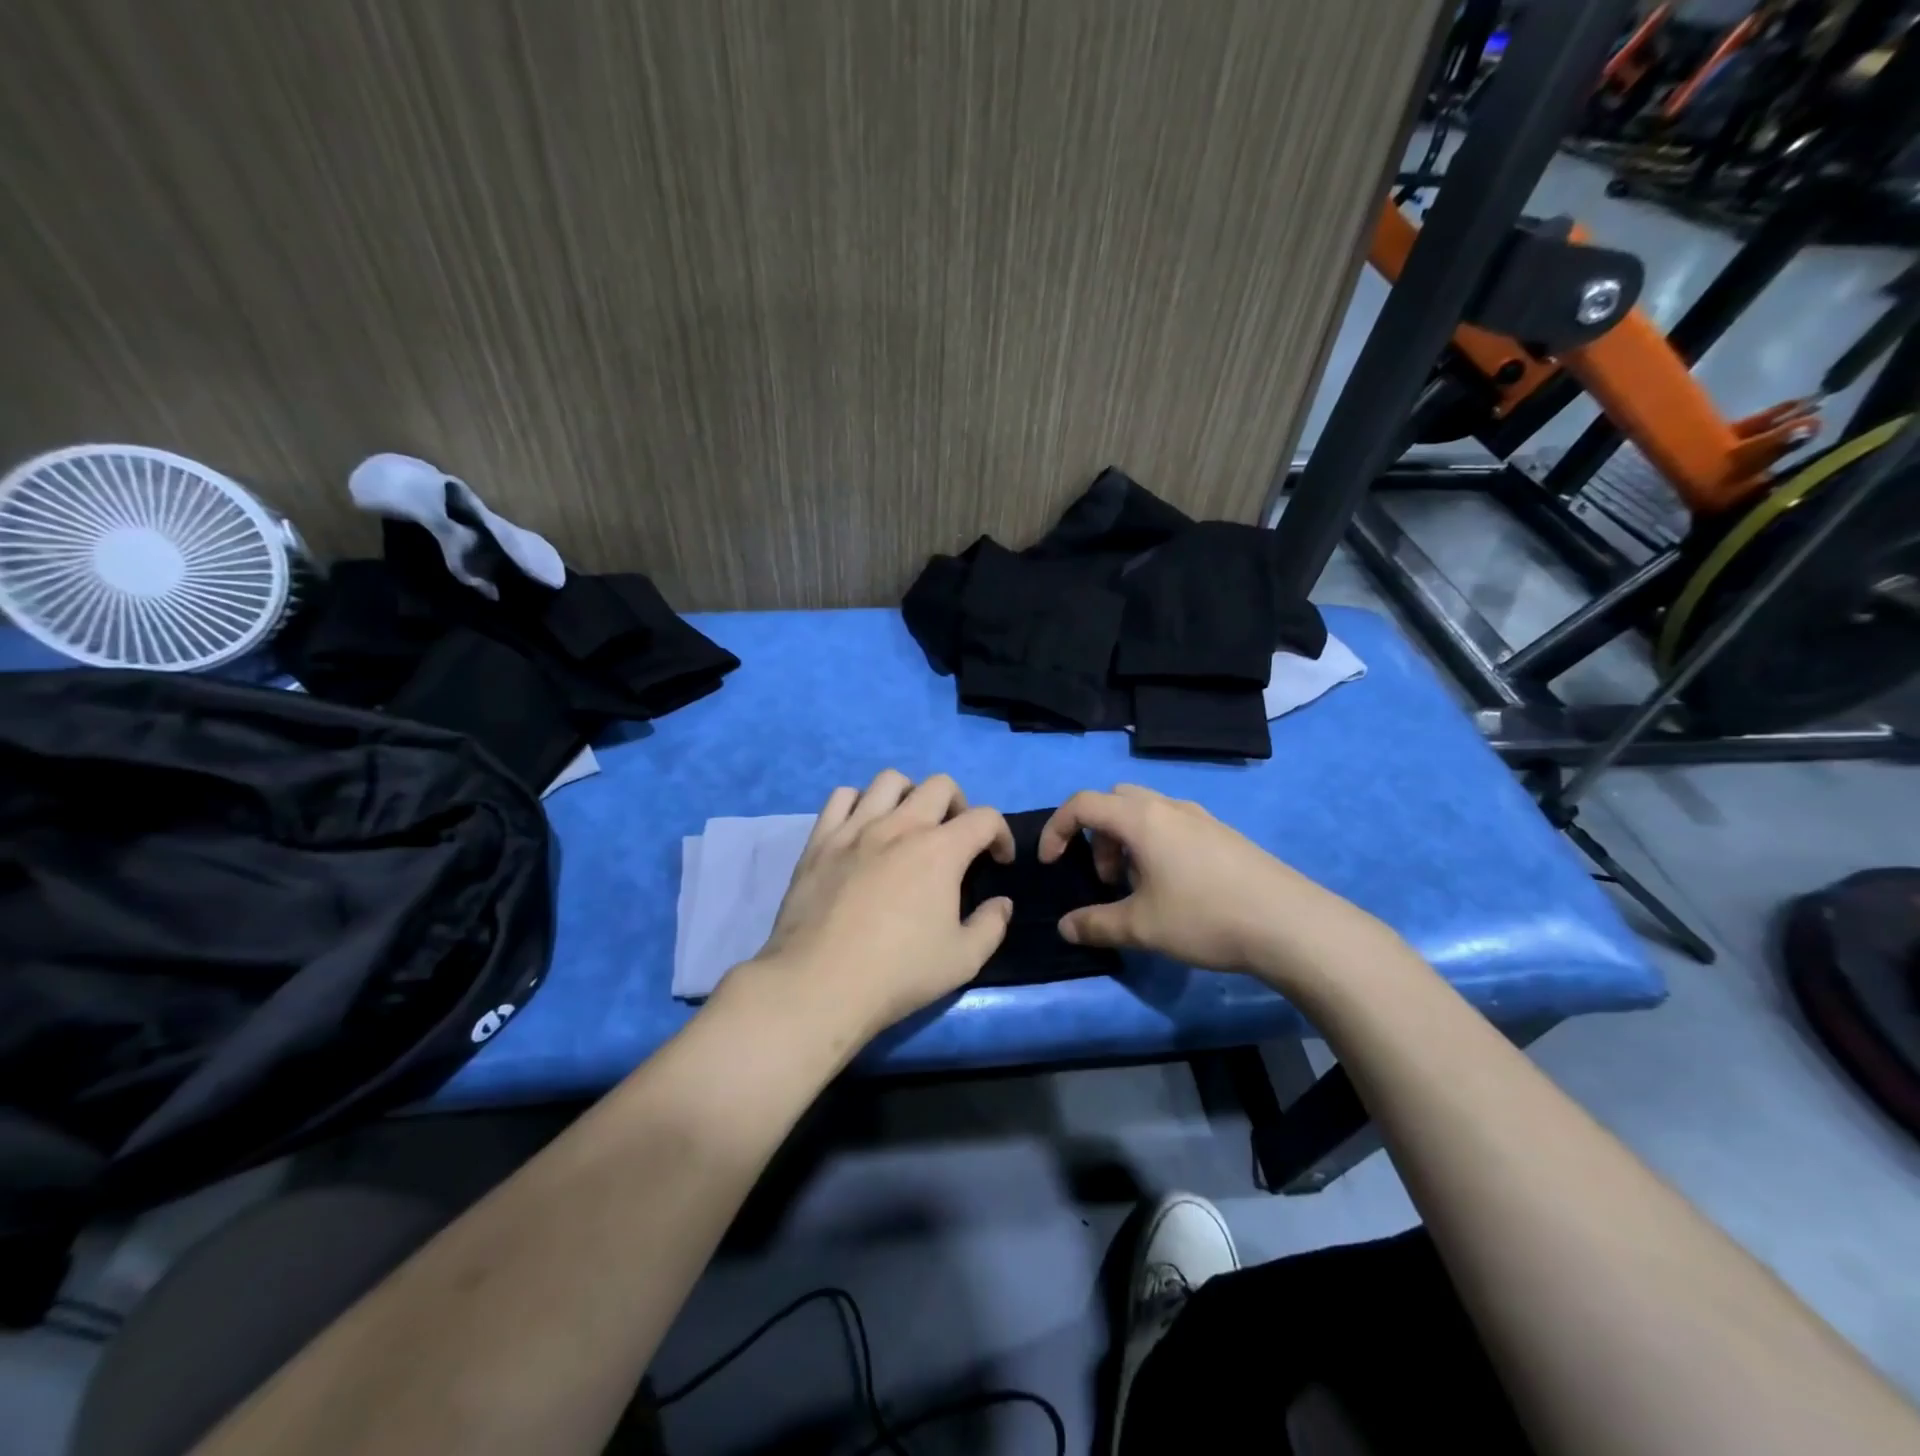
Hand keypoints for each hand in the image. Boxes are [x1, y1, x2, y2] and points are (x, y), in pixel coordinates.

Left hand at [747, 770, 1015, 1040]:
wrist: (820, 983)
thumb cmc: (898, 973)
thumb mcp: (963, 960)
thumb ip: (991, 926)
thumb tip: (1002, 903)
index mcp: (940, 850)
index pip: (985, 818)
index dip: (1001, 835)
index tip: (998, 861)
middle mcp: (900, 826)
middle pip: (940, 786)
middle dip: (959, 805)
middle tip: (956, 838)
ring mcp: (856, 828)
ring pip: (889, 780)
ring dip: (910, 795)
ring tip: (909, 824)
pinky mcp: (821, 840)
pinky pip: (842, 797)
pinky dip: (859, 803)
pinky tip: (863, 828)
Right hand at [1038, 784, 1392, 988]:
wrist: (1291, 925)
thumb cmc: (1205, 918)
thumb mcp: (1141, 927)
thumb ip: (1095, 924)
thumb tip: (1065, 927)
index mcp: (1141, 819)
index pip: (1082, 803)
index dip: (1056, 829)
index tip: (1050, 863)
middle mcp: (1168, 807)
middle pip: (1115, 801)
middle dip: (1096, 834)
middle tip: (1105, 877)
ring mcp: (1201, 818)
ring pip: (1146, 813)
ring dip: (1127, 841)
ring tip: (1139, 888)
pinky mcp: (1224, 835)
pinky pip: (1174, 826)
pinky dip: (1156, 846)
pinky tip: (1175, 889)